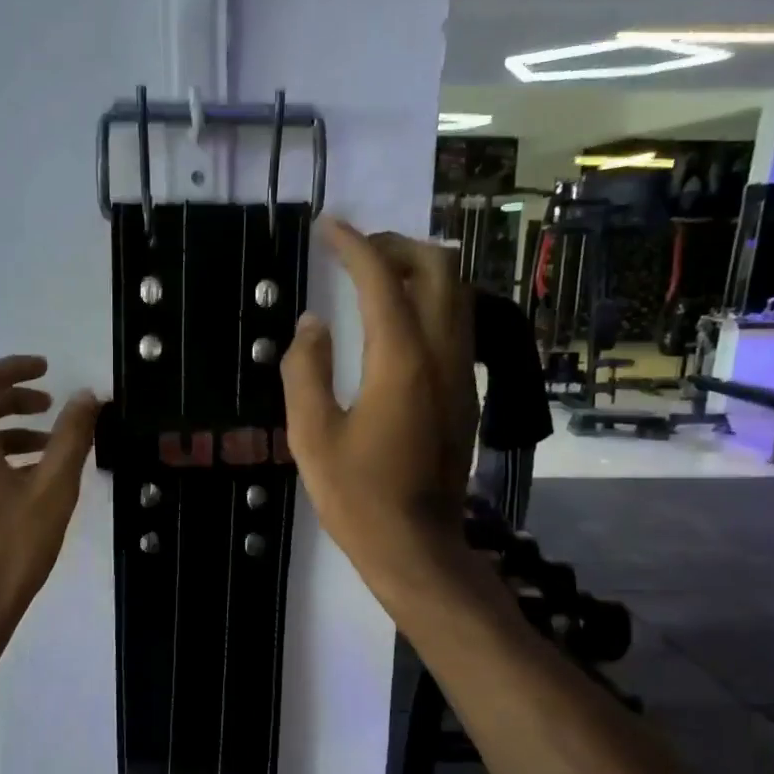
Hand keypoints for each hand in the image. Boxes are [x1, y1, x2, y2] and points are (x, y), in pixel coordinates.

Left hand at [0, 355, 99, 629]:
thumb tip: (85, 396)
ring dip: (8, 434)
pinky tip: (23, 486)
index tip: (47, 369)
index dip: (16, 368)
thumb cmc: (13, 546)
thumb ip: (71, 437)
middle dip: (15, 402)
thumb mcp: (53, 489)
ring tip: (47, 451)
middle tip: (52, 409)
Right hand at [281, 220, 476, 591]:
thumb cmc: (356, 496)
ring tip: (374, 278)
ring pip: (457, 292)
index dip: (352, 245)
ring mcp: (462, 373)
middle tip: (354, 252)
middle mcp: (442, 354)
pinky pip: (457, 322)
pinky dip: (429, 301)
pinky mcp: (467, 392)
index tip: (326, 227)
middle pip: (438, 268)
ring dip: (419, 270)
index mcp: (400, 360)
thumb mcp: (311, 435)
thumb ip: (306, 370)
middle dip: (396, 246)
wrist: (416, 546)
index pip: (381, 279)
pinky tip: (396, 321)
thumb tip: (312, 323)